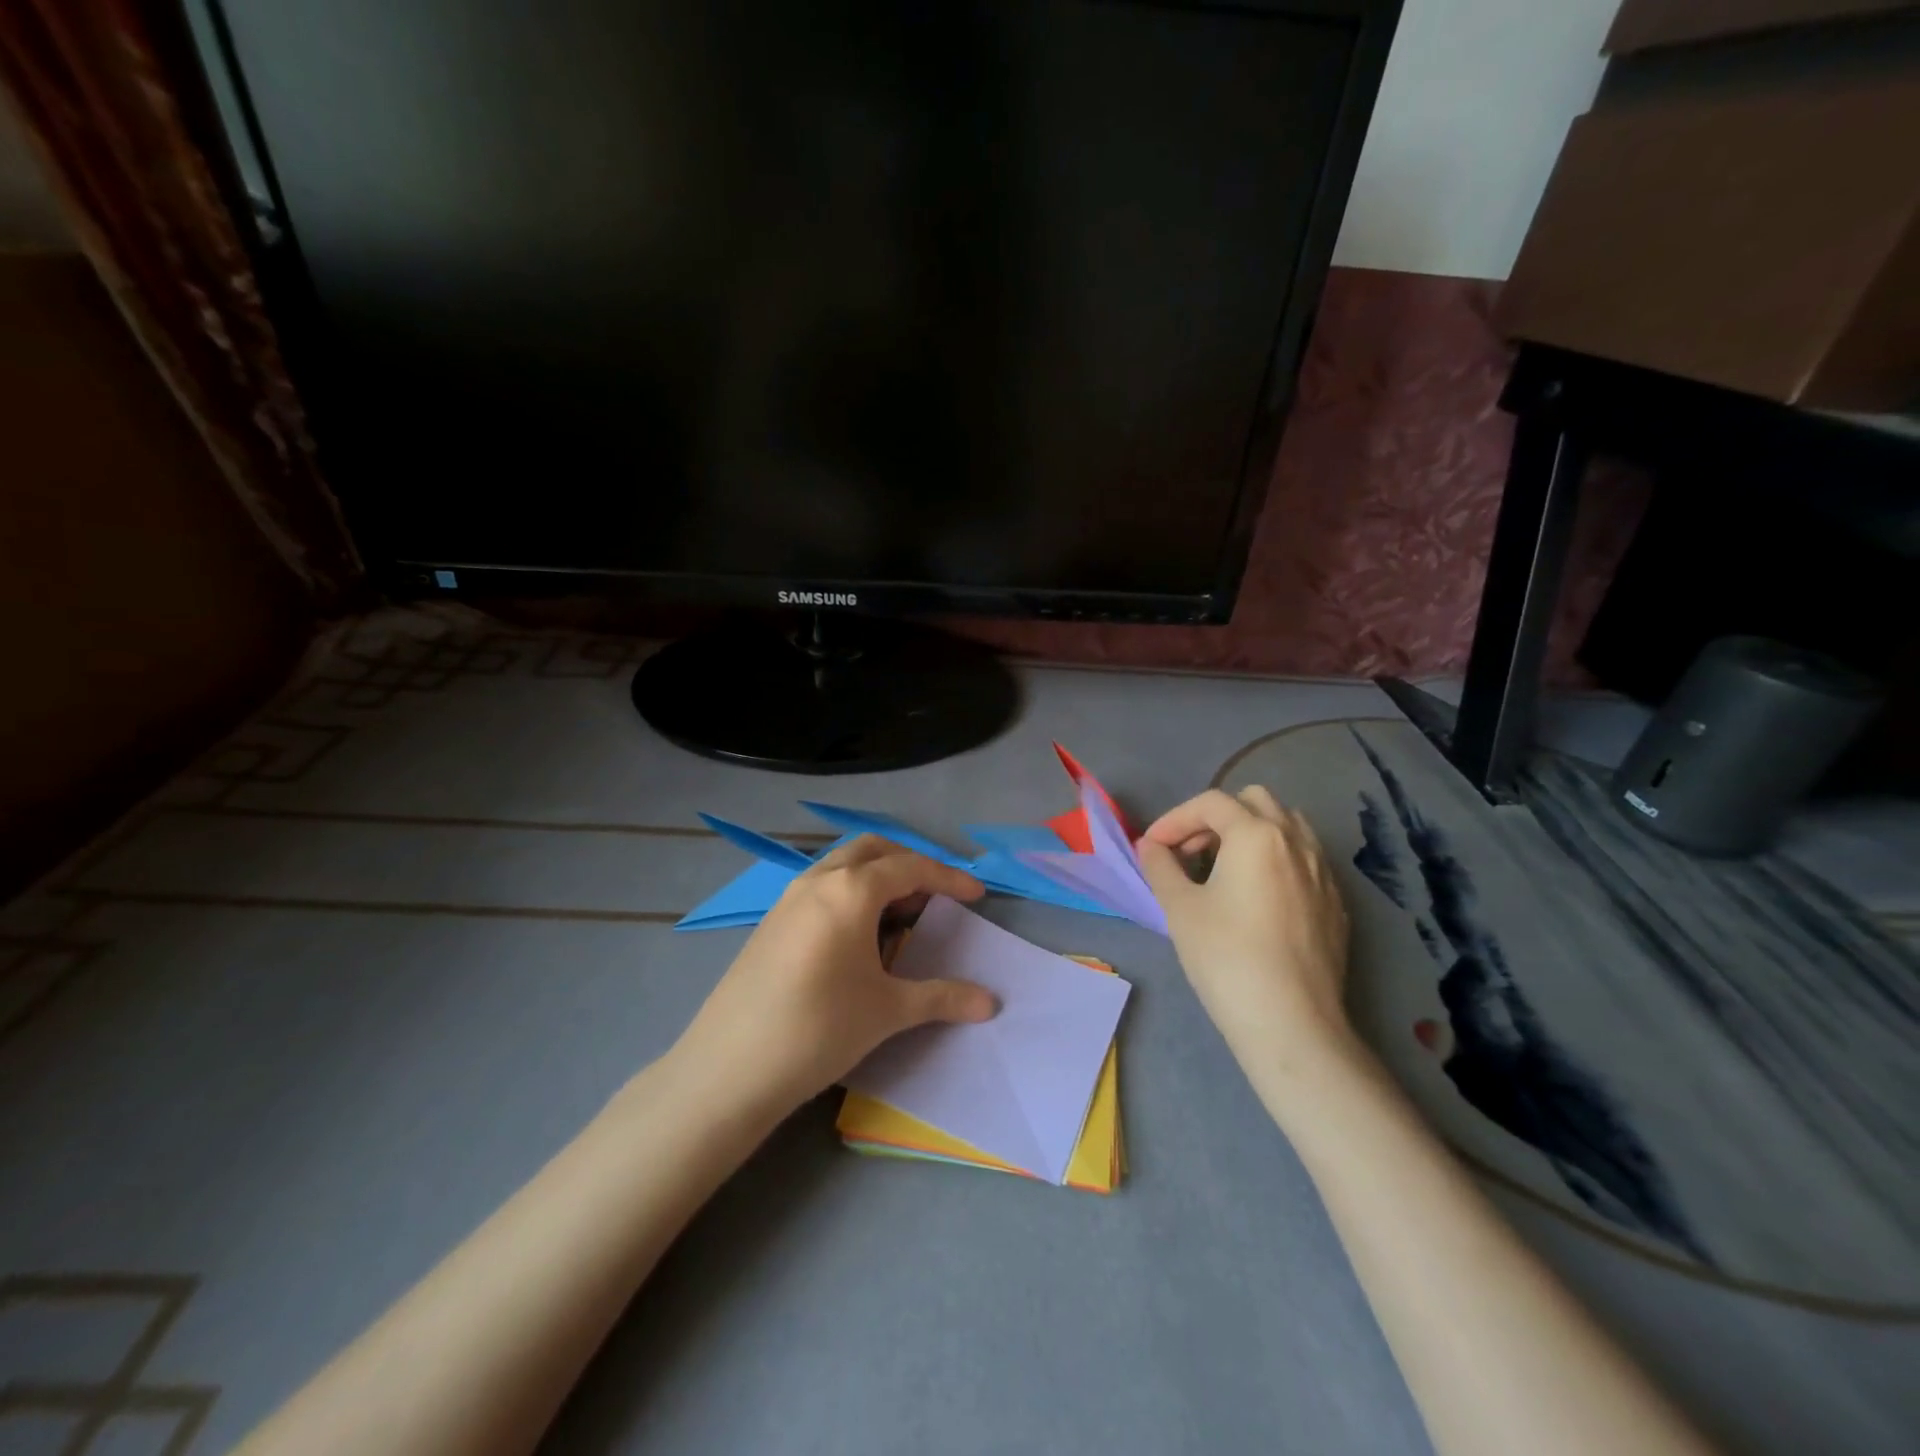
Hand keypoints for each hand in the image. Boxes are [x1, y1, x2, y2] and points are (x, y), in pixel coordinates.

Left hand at [673, 836, 996, 1115]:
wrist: (729, 1068)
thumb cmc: (819, 1029)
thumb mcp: (888, 1011)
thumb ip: (942, 997)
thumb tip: (991, 1003)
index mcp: (850, 890)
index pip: (910, 868)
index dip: (948, 878)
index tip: (977, 896)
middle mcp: (818, 880)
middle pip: (873, 850)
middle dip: (910, 863)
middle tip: (936, 896)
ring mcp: (788, 898)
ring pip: (842, 865)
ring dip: (877, 876)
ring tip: (900, 915)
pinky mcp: (771, 921)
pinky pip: (821, 886)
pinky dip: (850, 893)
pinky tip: (857, 936)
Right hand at [1137, 786, 1353, 1071]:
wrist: (1291, 1022)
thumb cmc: (1226, 957)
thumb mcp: (1179, 908)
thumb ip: (1160, 866)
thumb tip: (1151, 846)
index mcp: (1256, 835)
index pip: (1210, 803)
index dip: (1175, 819)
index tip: (1153, 847)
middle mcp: (1296, 841)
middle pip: (1254, 801)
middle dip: (1216, 817)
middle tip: (1190, 851)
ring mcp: (1323, 871)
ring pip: (1286, 826)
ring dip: (1250, 833)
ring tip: (1224, 868)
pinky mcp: (1336, 903)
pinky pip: (1304, 860)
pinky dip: (1275, 860)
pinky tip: (1257, 898)